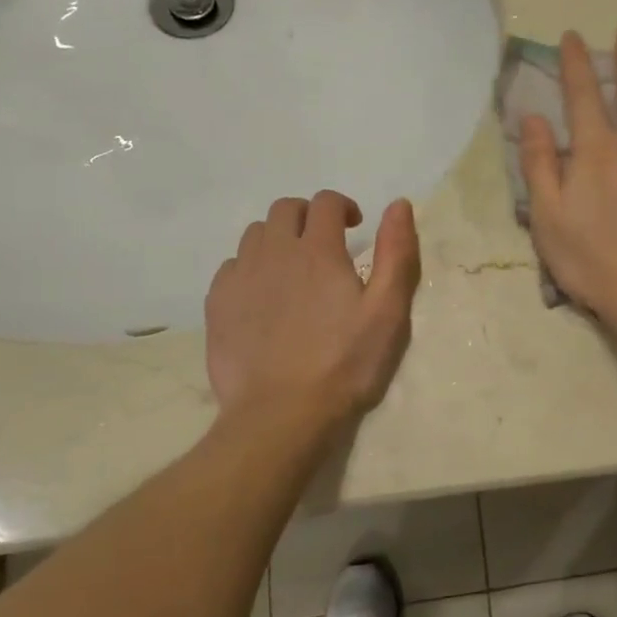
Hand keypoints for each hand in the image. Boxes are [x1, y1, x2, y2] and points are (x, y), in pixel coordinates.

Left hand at [205, 192, 421, 418]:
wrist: (281, 414)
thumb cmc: (344, 364)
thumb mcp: (387, 311)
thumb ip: (396, 253)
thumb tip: (398, 204)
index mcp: (318, 250)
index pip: (325, 202)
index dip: (342, 206)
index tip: (355, 227)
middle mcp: (275, 252)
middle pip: (285, 209)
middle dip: (307, 216)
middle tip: (324, 244)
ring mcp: (241, 277)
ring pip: (255, 234)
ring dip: (277, 239)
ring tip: (293, 268)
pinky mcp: (218, 304)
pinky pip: (231, 266)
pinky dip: (250, 267)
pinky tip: (263, 295)